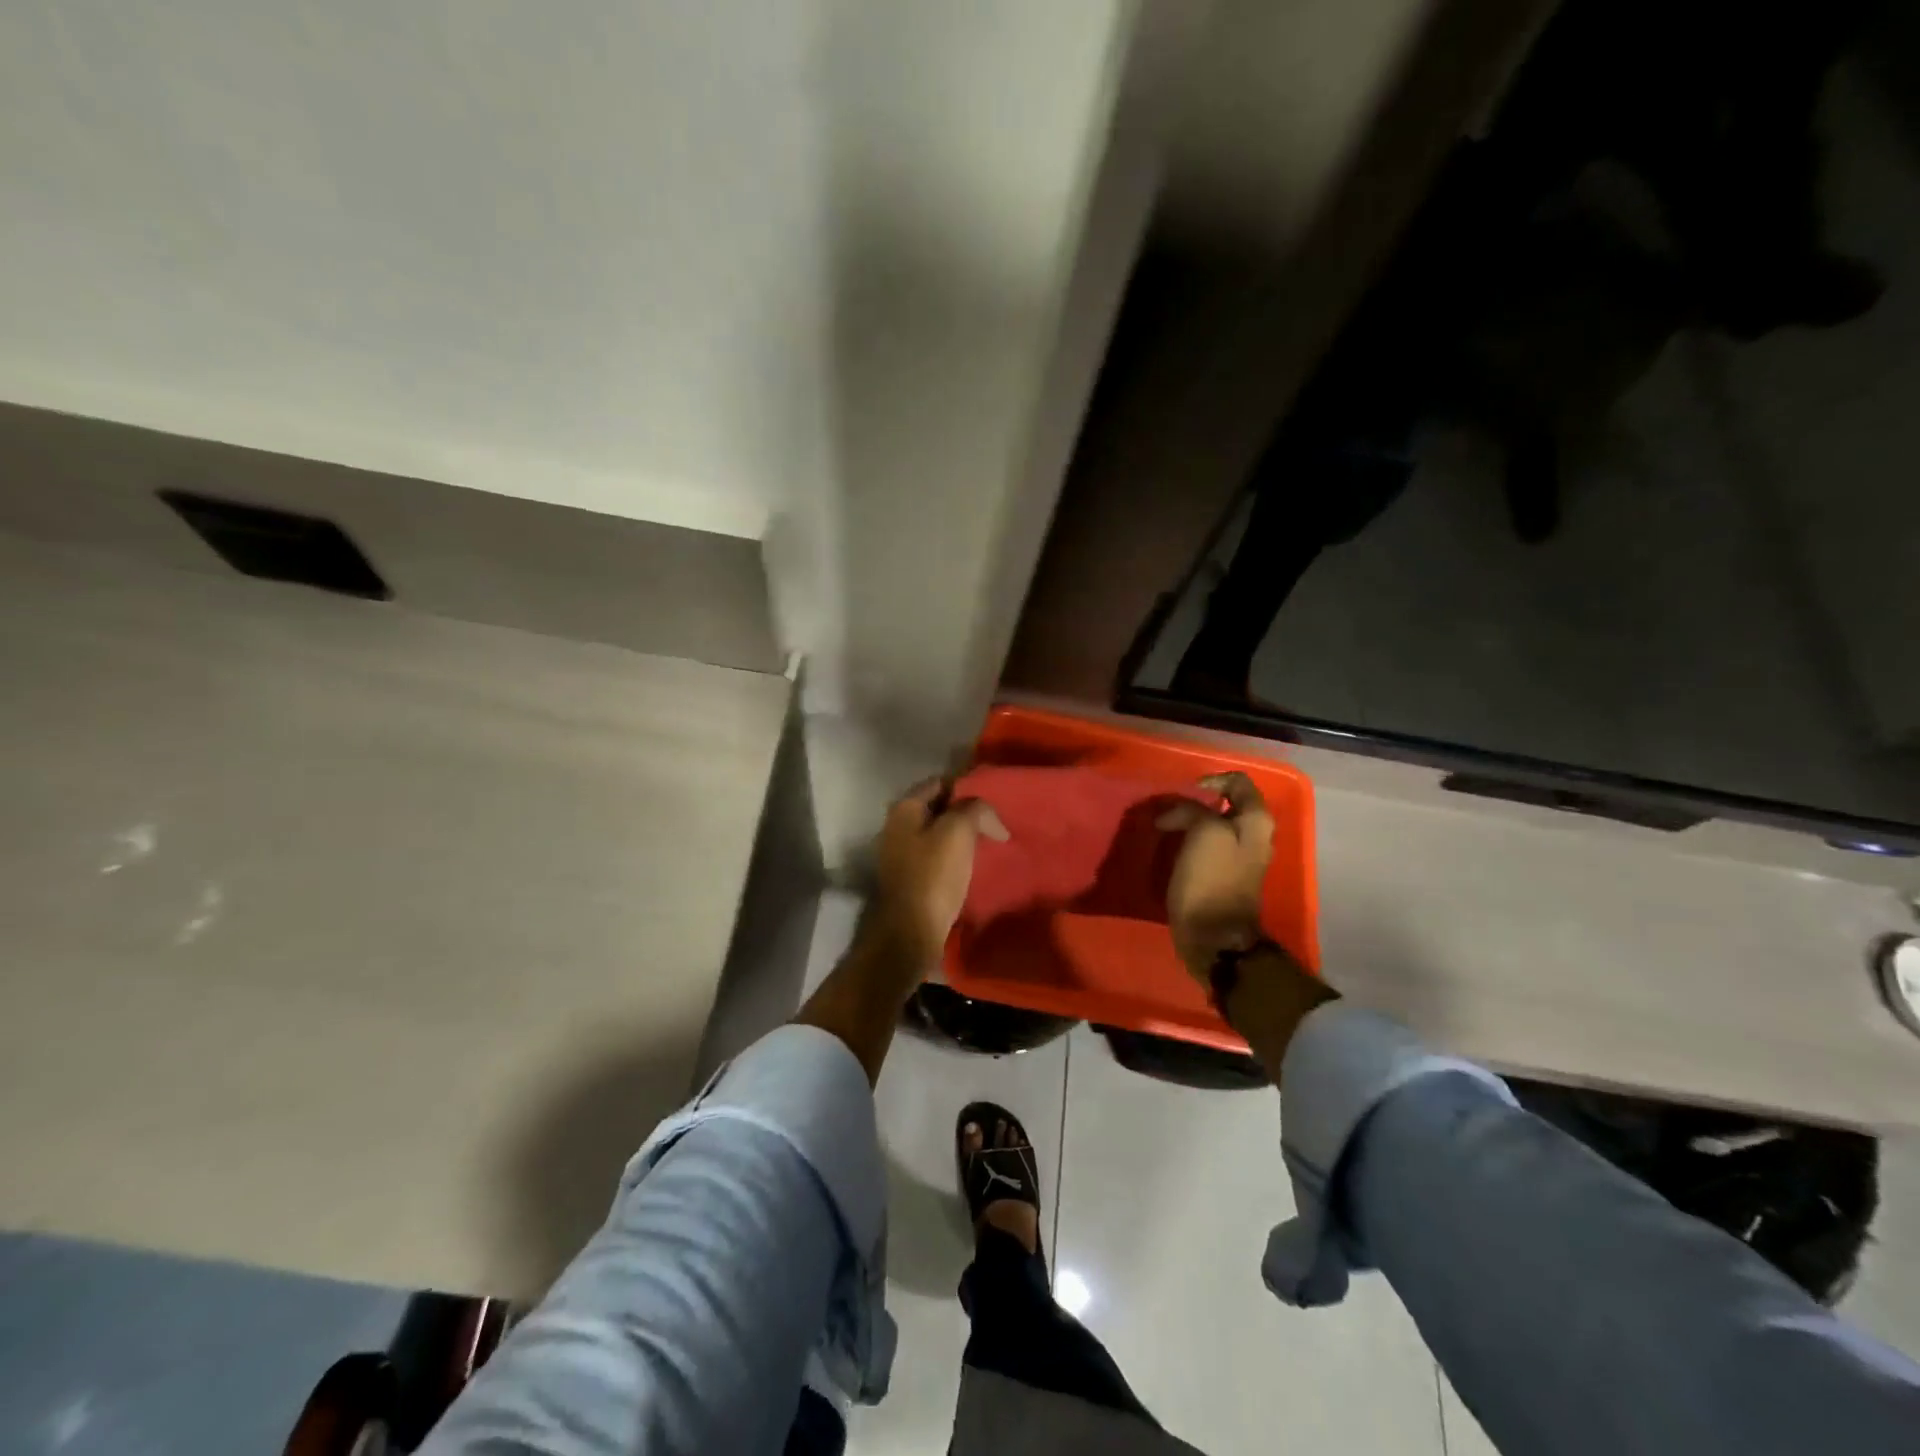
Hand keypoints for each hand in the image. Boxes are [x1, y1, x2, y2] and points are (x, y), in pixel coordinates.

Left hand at [871, 777, 1007, 970]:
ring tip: (990, 843)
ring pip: (939, 833)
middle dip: (966, 812)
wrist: (911, 931)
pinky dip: (955, 856)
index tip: (993, 799)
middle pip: (939, 808)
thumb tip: (989, 817)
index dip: (967, 787)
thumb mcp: (958, 831)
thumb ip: (975, 809)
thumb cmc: (933, 875)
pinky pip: (937, 856)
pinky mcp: (910, 878)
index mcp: (904, 808)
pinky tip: (974, 865)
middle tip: (995, 822)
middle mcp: (897, 826)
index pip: (940, 782)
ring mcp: (901, 853)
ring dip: (962, 836)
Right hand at [1156, 772, 1274, 981]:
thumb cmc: (1211, 881)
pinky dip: (1190, 841)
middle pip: (1226, 804)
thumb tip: (1178, 812)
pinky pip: (1208, 846)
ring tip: (1167, 828)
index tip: (1185, 792)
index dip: (1210, 780)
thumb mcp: (1204, 833)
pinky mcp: (1226, 875)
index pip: (1238, 782)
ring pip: (1215, 825)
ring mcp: (1242, 857)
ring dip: (1191, 822)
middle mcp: (1256, 835)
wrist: (1214, 936)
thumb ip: (1194, 810)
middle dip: (1196, 803)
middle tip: (1170, 811)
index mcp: (1257, 821)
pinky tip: (1174, 848)